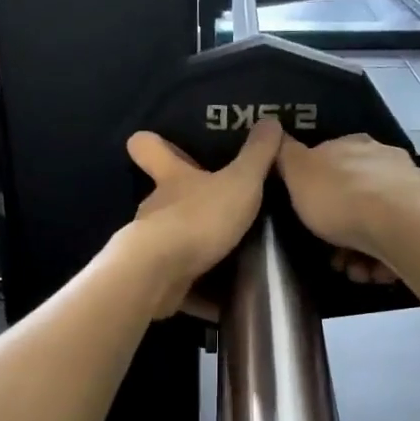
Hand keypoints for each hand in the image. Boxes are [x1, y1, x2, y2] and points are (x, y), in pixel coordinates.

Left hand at [125, 121, 282, 317]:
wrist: (160, 274)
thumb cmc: (199, 218)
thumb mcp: (241, 182)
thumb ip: (258, 155)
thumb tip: (271, 120)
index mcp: (172, 179)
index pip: (148, 148)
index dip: (153, 143)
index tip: (163, 144)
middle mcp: (155, 208)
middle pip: (163, 198)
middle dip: (185, 203)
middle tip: (218, 208)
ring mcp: (151, 245)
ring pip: (171, 240)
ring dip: (194, 247)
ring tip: (229, 256)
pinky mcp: (155, 279)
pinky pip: (179, 282)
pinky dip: (198, 290)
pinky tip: (222, 300)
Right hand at [276, 134, 419, 283]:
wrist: (400, 225)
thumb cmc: (340, 197)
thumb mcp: (297, 172)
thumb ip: (286, 156)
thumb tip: (279, 138)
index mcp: (352, 145)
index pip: (328, 161)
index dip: (314, 191)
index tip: (306, 216)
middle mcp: (383, 160)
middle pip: (353, 197)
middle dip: (338, 228)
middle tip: (329, 253)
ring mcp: (407, 190)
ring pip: (375, 223)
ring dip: (359, 251)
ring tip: (353, 270)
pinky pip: (396, 241)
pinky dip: (382, 259)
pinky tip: (373, 272)